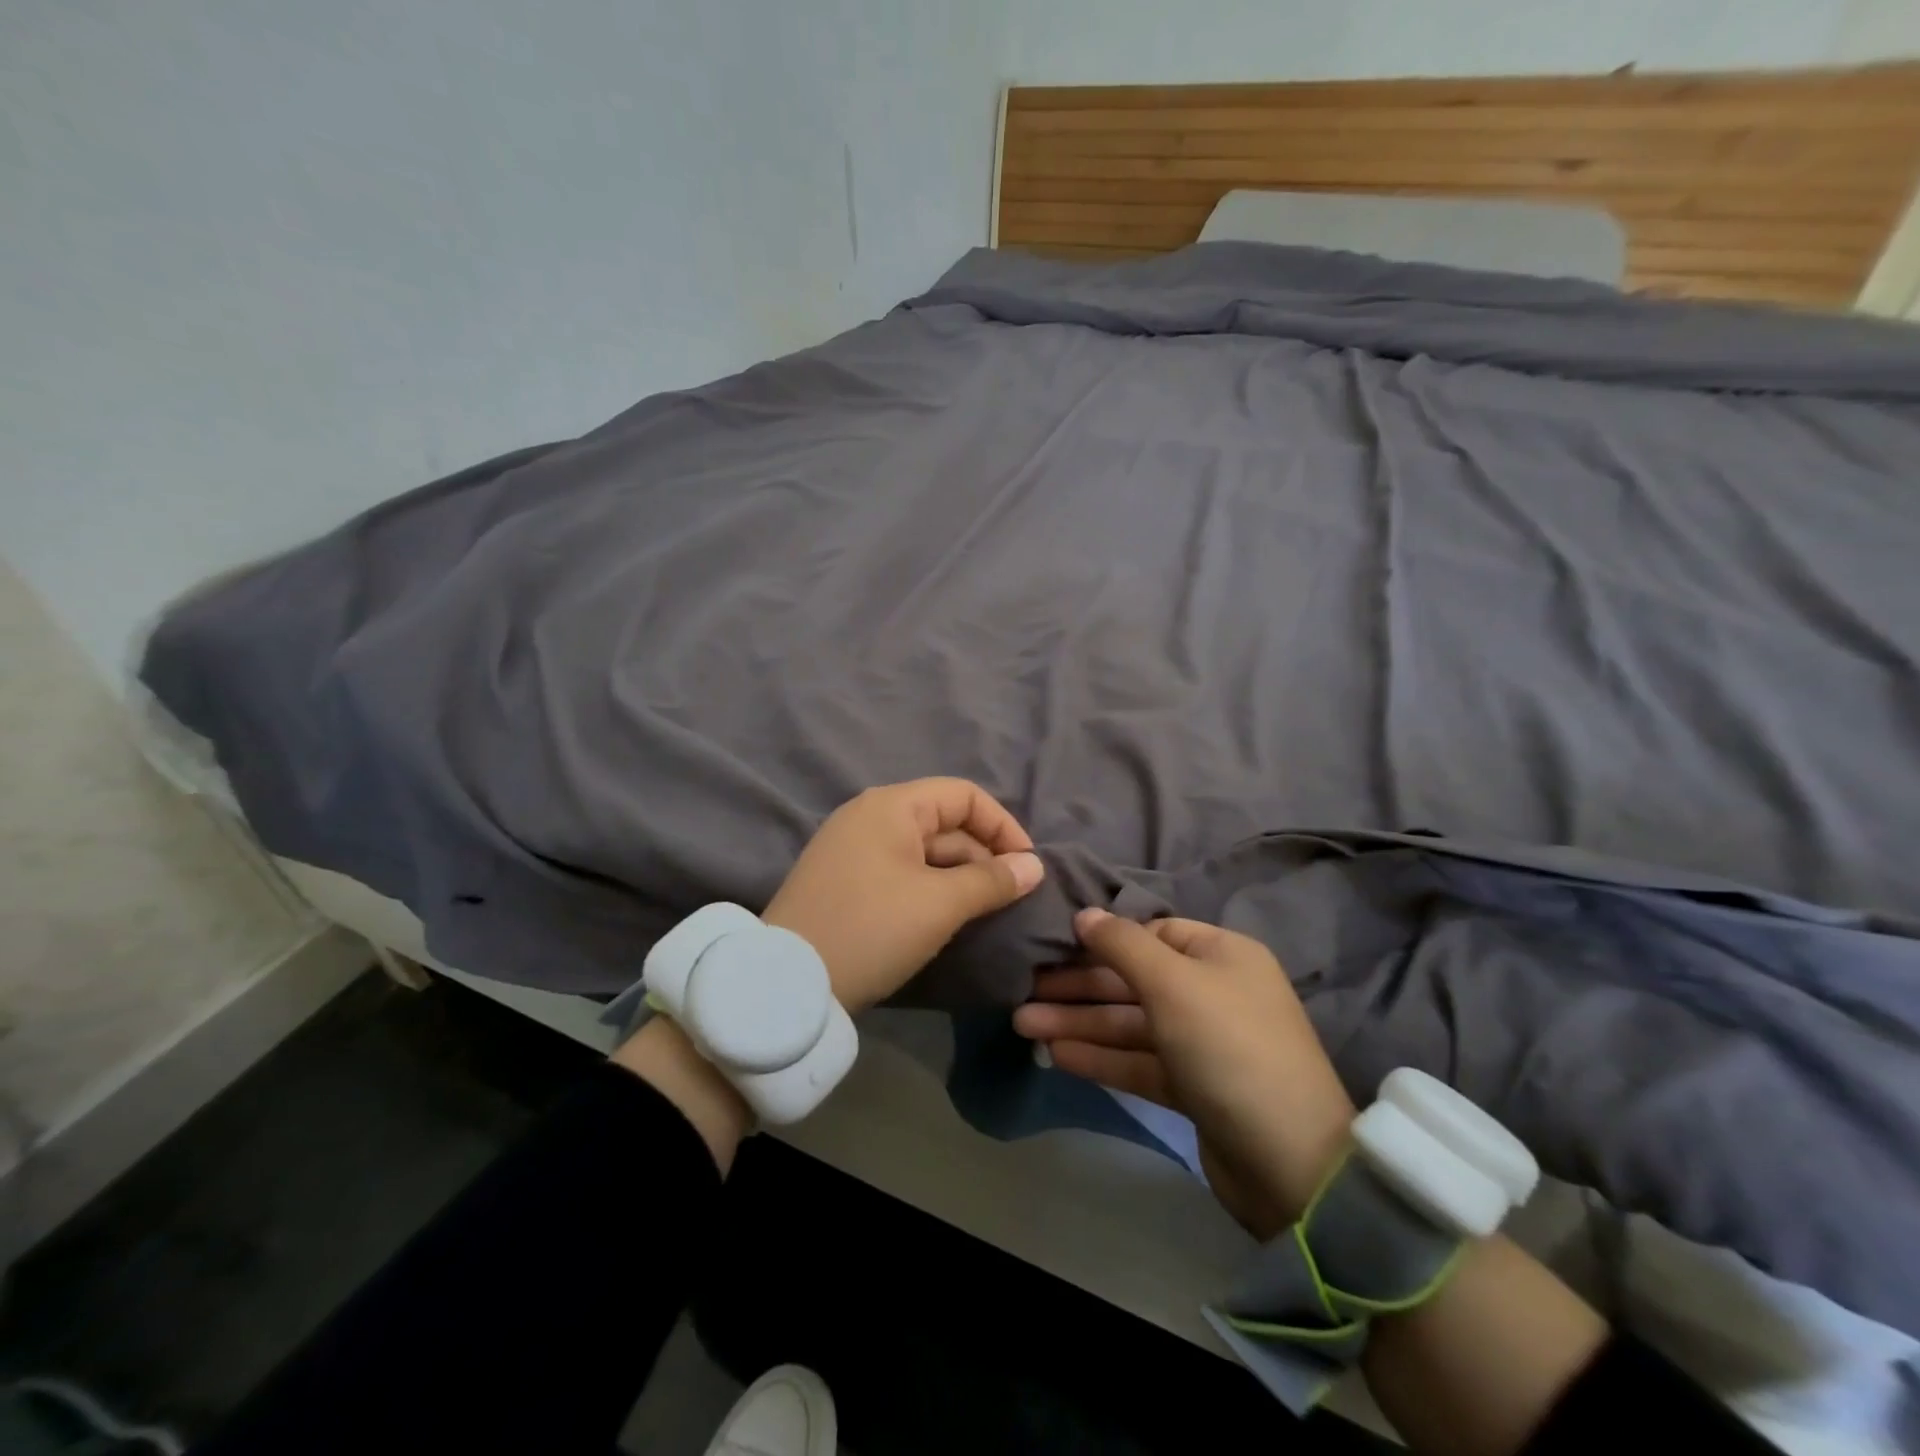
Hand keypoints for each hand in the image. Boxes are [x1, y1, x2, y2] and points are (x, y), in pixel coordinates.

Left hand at [763, 778, 1045, 1012]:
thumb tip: (1034, 866)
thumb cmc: (871, 929)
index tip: (1027, 867)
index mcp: (891, 806)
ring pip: (923, 851)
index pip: (963, 796)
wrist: (787, 984)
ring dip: (958, 876)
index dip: (1003, 826)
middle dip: (983, 855)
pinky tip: (945, 918)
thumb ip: (992, 880)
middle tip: (1010, 898)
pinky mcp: (844, 881)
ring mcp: (852, 848)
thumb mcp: (939, 904)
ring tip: (984, 912)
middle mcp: (869, 816)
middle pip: (944, 822)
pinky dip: (930, 888)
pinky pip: (900, 871)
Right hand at [1012, 909, 1355, 1235]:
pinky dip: (1100, 1056)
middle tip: (1022, 990)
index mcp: (1220, 954)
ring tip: (1023, 1024)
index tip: (1054, 943)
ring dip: (1079, 1022)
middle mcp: (1212, 991)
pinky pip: (1138, 1060)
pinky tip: (1057, 1054)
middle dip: (1079, 986)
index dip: (1103, 938)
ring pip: (1130, 1023)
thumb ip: (1122, 945)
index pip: (1152, 933)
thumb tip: (1085, 914)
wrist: (1290, 1163)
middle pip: (1133, 980)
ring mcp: (1202, 1042)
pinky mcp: (1192, 1086)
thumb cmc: (1229, 1047)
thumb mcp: (1173, 983)